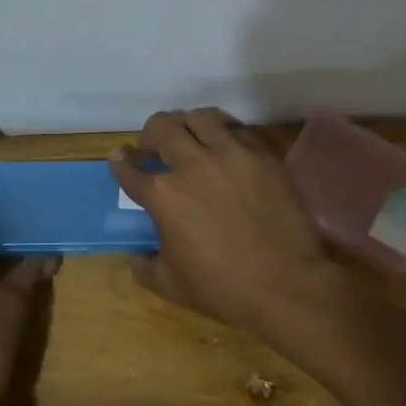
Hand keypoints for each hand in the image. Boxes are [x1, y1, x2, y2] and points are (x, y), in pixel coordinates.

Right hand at [110, 109, 347, 339]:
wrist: (286, 285)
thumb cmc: (223, 289)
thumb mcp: (171, 285)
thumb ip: (145, 266)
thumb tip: (136, 256)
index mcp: (163, 195)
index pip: (130, 170)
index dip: (120, 162)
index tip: (119, 157)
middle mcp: (192, 165)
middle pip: (162, 127)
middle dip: (150, 134)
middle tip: (153, 145)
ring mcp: (231, 155)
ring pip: (200, 117)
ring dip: (187, 124)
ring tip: (190, 137)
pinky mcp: (263, 156)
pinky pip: (237, 130)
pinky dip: (224, 133)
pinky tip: (225, 148)